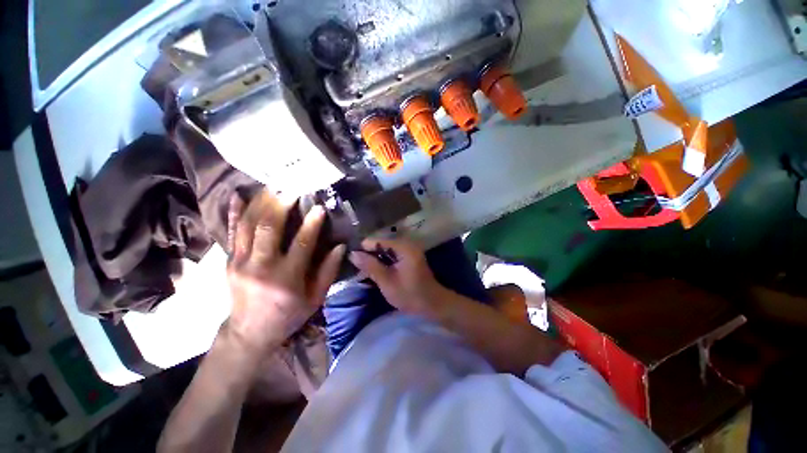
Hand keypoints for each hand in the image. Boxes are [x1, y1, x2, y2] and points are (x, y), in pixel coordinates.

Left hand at [224, 192, 344, 354]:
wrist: (249, 333)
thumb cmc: (288, 315)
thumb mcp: (315, 299)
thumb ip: (328, 272)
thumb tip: (340, 246)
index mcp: (286, 278)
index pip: (301, 243)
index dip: (312, 223)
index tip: (319, 206)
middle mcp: (260, 267)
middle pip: (268, 227)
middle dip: (281, 204)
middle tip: (292, 187)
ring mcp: (240, 262)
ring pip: (248, 225)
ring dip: (261, 202)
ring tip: (273, 185)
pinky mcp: (229, 261)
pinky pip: (231, 232)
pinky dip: (234, 212)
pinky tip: (237, 194)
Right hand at [348, 238, 444, 315]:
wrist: (433, 304)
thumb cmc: (410, 294)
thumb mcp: (387, 282)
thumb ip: (370, 266)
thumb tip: (353, 254)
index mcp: (403, 247)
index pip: (377, 240)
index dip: (363, 248)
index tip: (351, 259)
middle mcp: (407, 244)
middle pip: (381, 244)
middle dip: (369, 254)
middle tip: (355, 266)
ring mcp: (409, 250)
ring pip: (386, 250)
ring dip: (375, 259)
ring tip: (362, 269)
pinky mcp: (409, 257)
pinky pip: (392, 255)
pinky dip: (383, 262)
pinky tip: (375, 271)